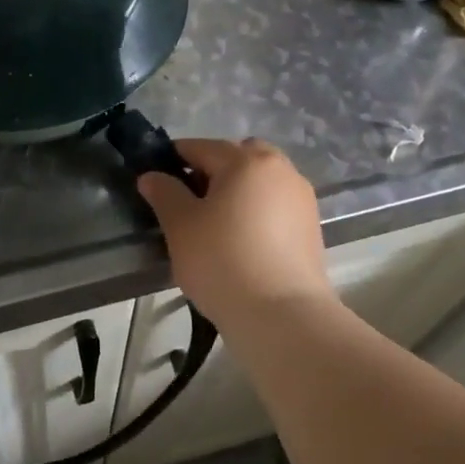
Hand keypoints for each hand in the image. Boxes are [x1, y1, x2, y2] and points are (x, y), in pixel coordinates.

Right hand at [138, 139, 333, 326]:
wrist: (282, 316)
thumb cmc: (222, 261)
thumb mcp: (180, 226)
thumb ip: (164, 193)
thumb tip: (152, 176)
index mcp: (246, 160)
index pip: (201, 147)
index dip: (174, 160)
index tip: (158, 181)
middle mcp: (280, 169)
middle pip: (238, 157)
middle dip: (213, 170)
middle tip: (191, 202)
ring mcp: (301, 198)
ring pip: (260, 181)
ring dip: (238, 191)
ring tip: (217, 225)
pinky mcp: (311, 227)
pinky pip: (276, 205)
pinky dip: (257, 212)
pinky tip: (242, 241)